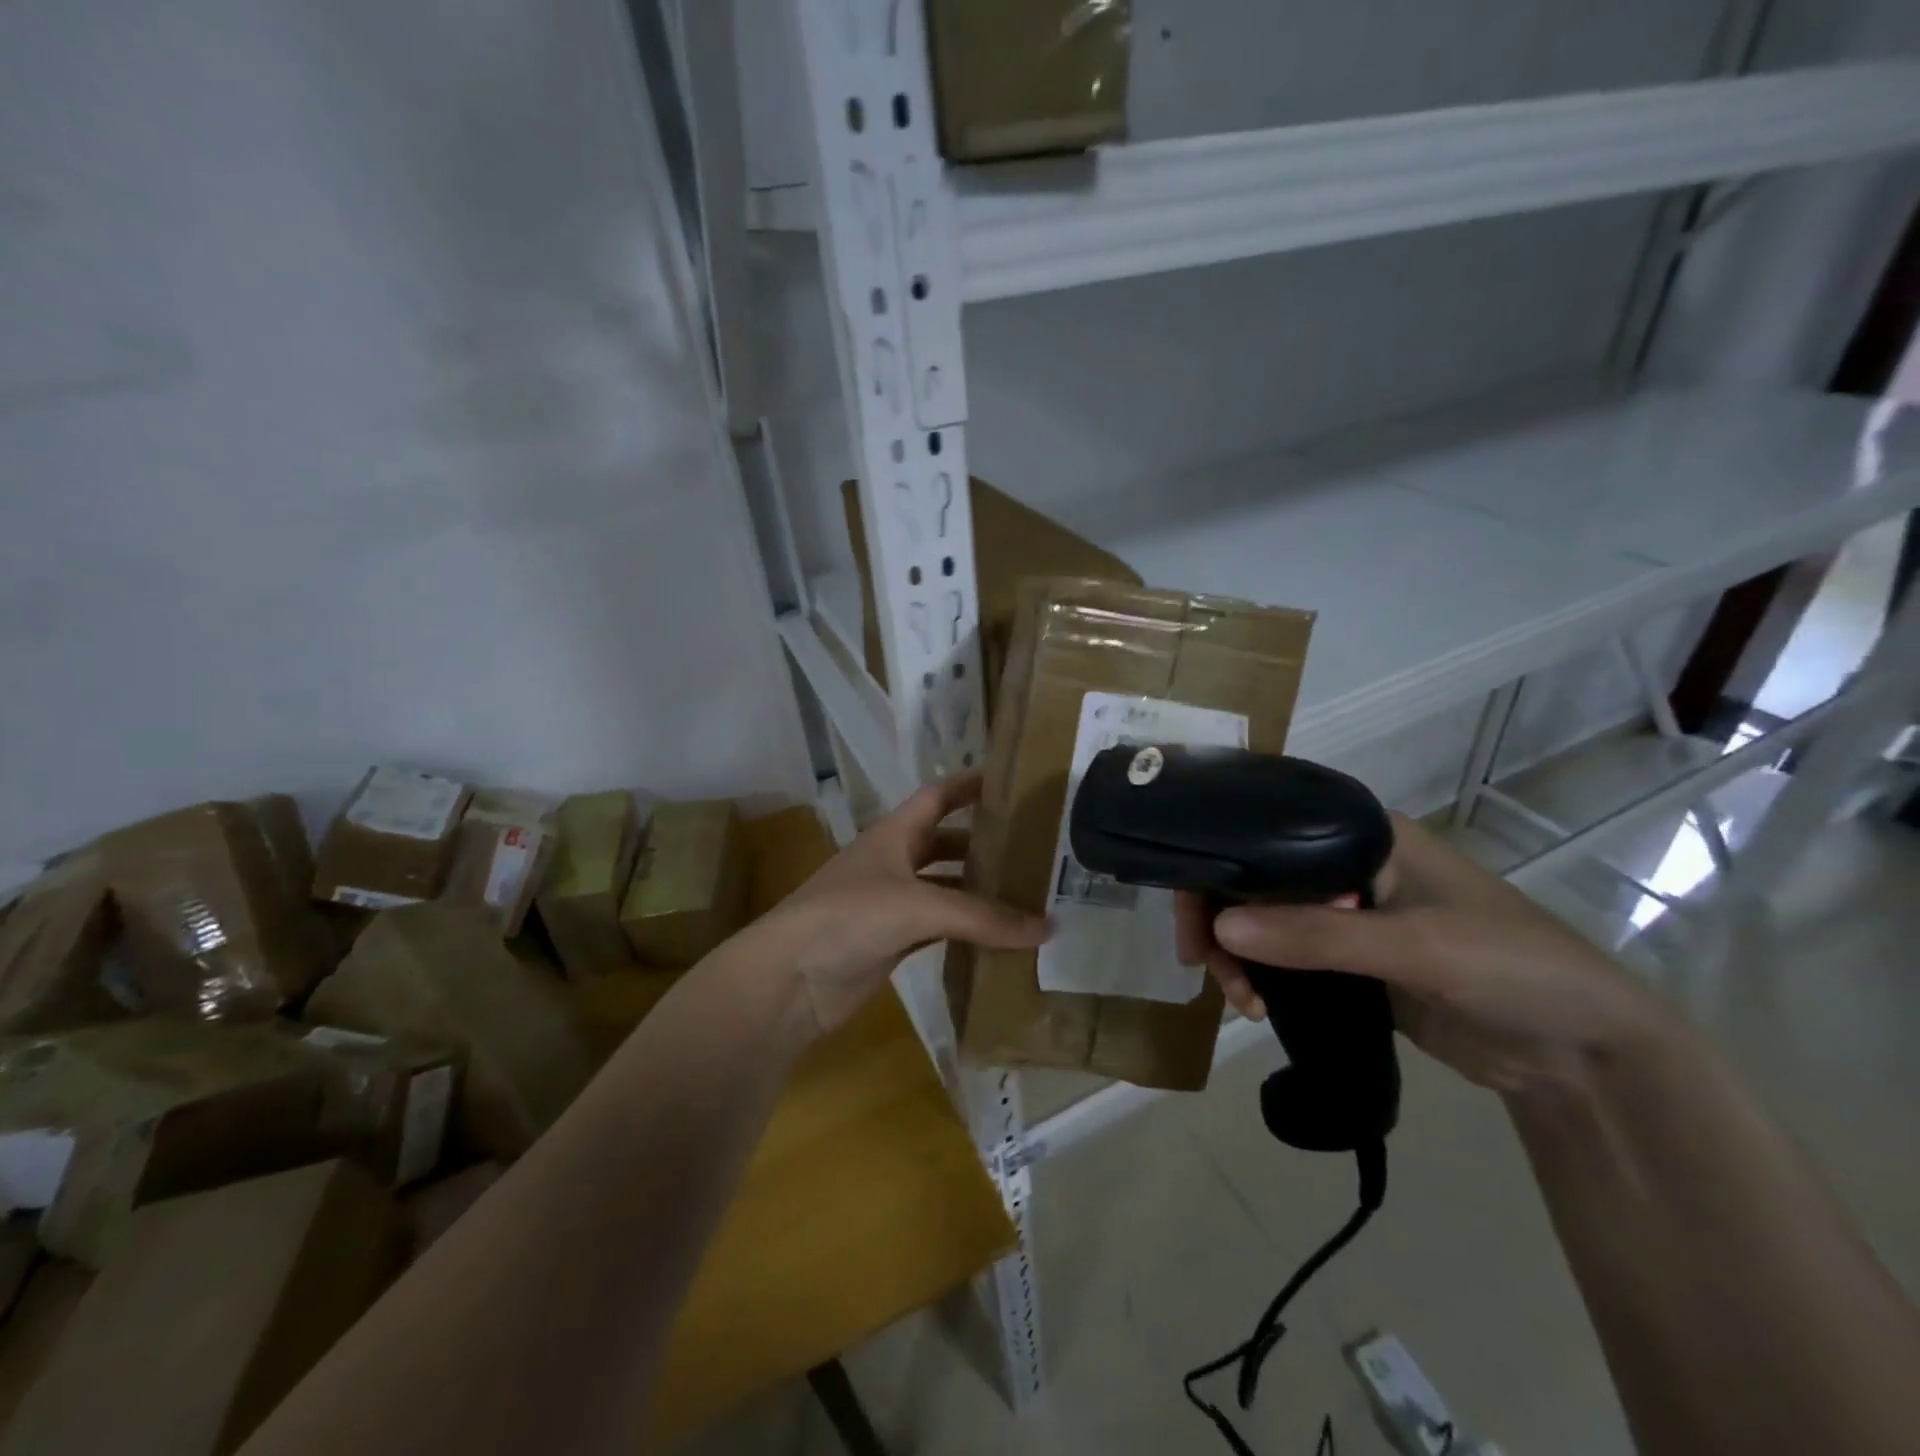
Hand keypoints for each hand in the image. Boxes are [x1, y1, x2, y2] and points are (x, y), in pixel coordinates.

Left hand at [745, 774, 1049, 1036]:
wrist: (789, 980)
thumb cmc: (848, 918)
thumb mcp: (918, 906)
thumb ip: (982, 917)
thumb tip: (1048, 928)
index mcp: (893, 834)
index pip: (937, 796)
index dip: (969, 785)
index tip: (1011, 781)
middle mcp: (892, 863)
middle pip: (944, 843)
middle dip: (983, 844)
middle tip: (1033, 849)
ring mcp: (890, 904)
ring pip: (944, 889)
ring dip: (977, 892)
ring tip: (1026, 894)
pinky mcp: (890, 942)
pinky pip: (938, 929)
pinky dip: (966, 931)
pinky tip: (997, 938)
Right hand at [1176, 814, 1671, 1100]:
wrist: (1583, 1054)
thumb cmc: (1512, 968)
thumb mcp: (1417, 947)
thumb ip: (1318, 936)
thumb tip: (1219, 928)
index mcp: (1364, 834)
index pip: (1268, 825)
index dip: (1218, 853)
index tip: (1188, 900)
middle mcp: (1346, 865)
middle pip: (1254, 876)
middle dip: (1219, 915)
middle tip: (1201, 960)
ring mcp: (1346, 916)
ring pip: (1261, 920)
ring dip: (1236, 953)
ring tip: (1241, 998)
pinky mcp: (1347, 962)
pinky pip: (1283, 959)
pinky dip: (1260, 977)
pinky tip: (1256, 1005)